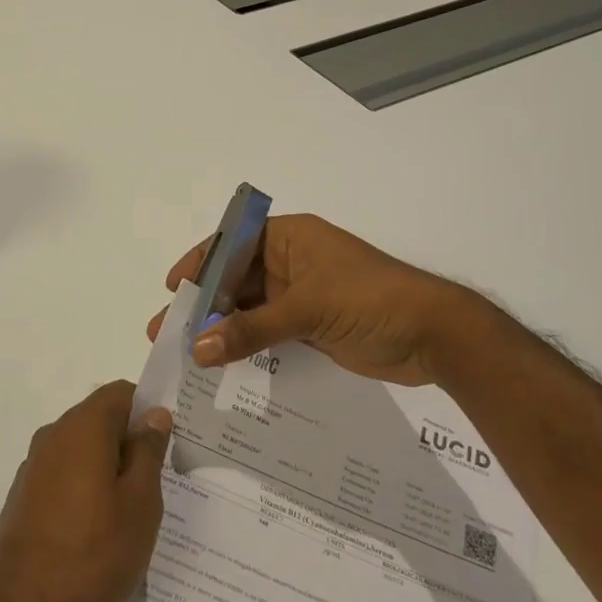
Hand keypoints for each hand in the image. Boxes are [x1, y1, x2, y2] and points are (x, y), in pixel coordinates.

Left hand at [0, 382, 171, 601]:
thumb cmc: (92, 555)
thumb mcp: (140, 504)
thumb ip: (148, 452)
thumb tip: (154, 415)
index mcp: (82, 428)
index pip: (121, 393)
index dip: (148, 409)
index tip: (168, 443)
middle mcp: (52, 436)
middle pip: (99, 420)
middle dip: (129, 442)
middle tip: (157, 484)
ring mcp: (32, 468)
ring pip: (81, 451)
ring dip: (107, 469)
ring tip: (130, 514)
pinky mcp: (22, 499)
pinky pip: (62, 477)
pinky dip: (84, 489)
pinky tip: (97, 533)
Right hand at [147, 213, 466, 385]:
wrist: (435, 336)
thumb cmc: (370, 299)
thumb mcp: (307, 309)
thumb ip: (250, 330)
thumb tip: (197, 349)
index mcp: (290, 238)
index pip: (233, 243)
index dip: (200, 263)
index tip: (172, 288)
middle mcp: (292, 261)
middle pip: (237, 279)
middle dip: (204, 303)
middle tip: (166, 331)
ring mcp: (302, 295)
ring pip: (250, 308)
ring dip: (222, 327)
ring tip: (187, 353)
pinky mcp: (312, 325)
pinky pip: (269, 332)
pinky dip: (246, 345)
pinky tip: (221, 363)